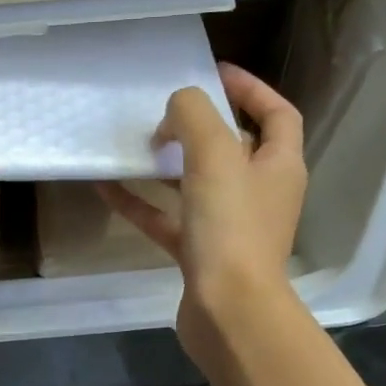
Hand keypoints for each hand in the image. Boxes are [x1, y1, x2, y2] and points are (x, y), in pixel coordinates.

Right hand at [97, 62, 305, 359]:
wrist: (228, 312)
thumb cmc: (231, 228)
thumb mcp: (214, 154)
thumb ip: (193, 115)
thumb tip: (173, 114)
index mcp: (279, 166)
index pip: (276, 114)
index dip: (250, 88)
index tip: (212, 73)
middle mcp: (260, 194)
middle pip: (234, 148)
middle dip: (201, 127)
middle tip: (165, 113)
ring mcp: (229, 228)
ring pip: (196, 185)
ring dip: (167, 165)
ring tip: (135, 144)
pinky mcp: (200, 255)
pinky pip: (167, 219)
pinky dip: (140, 202)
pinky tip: (106, 187)